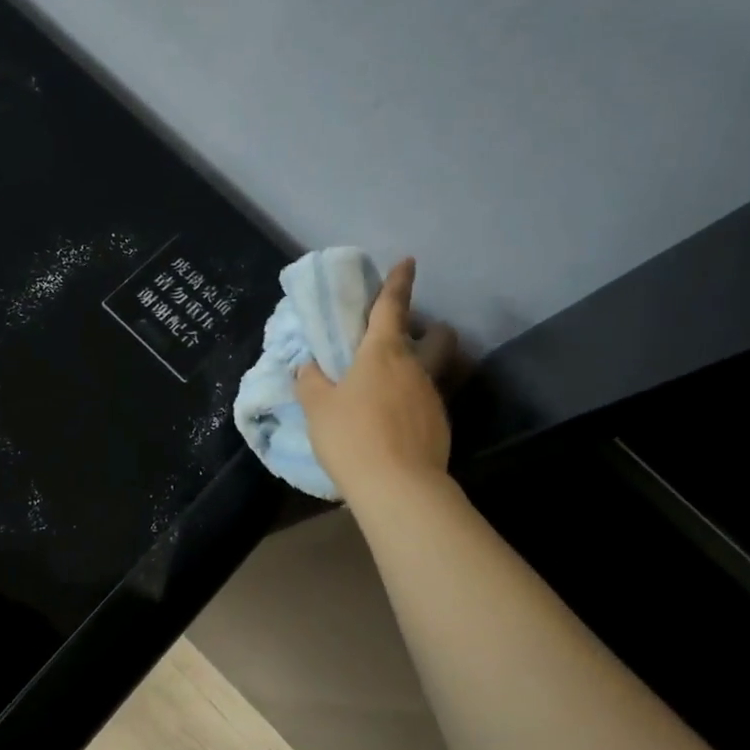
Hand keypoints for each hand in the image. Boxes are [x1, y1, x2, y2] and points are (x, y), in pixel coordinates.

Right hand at [295, 258, 459, 499]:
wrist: (398, 487)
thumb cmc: (351, 435)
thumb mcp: (317, 407)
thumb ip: (310, 381)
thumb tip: (309, 367)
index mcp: (383, 352)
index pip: (393, 307)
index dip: (399, 282)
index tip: (407, 261)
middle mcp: (415, 368)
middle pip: (437, 336)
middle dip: (429, 329)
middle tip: (404, 339)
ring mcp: (433, 397)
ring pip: (433, 370)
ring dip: (417, 369)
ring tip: (389, 388)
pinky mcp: (441, 425)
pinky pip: (427, 401)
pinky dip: (413, 401)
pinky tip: (394, 420)